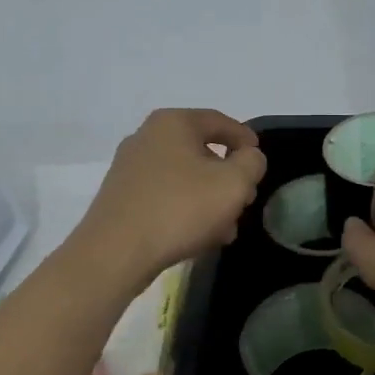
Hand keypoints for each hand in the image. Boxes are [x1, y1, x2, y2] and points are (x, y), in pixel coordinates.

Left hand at [76, 109, 268, 286]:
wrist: (115, 252)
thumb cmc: (180, 208)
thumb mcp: (233, 183)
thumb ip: (251, 163)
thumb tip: (248, 158)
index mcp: (173, 123)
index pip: (220, 121)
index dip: (246, 140)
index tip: (259, 162)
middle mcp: (147, 136)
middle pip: (201, 150)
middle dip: (227, 177)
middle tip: (243, 200)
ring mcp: (129, 167)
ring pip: (184, 177)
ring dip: (208, 198)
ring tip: (224, 228)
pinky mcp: (121, 196)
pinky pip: (164, 195)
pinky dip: (185, 209)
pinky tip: (197, 236)